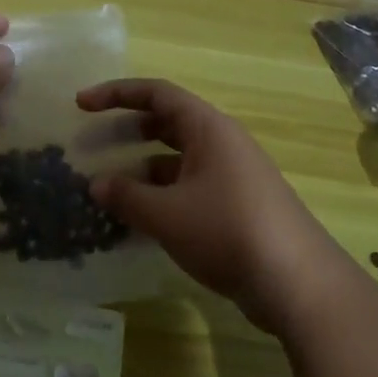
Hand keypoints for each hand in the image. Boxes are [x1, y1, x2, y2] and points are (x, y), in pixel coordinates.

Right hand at [77, 79, 347, 332]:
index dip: (116, 94)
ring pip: (178, 160)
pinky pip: (190, 187)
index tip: (81, 104)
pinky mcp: (237, 206)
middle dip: (127, 130)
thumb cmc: (227, 231)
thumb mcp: (167, 214)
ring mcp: (233, 175)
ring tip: (108, 189)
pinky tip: (140, 221)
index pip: (157, 94)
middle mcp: (222, 143)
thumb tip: (97, 184)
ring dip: (142, 169)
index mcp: (208, 128)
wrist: (297, 282)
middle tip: (91, 144)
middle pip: (167, 123)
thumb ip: (126, 196)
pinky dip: (162, 195)